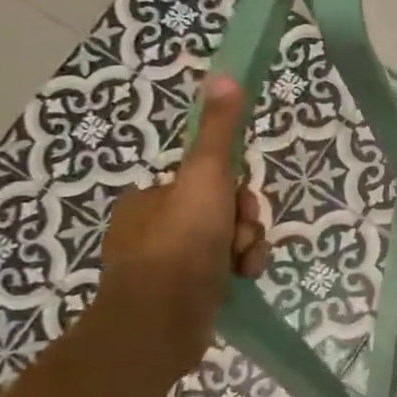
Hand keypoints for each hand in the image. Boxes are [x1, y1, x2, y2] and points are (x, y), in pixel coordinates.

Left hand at [96, 75, 268, 364]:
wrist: (161, 320)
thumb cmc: (182, 242)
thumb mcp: (206, 176)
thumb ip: (219, 130)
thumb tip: (224, 76)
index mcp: (150, 199)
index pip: (209, 181)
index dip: (235, 190)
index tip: (240, 204)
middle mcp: (152, 229)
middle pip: (222, 211)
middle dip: (244, 223)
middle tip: (243, 238)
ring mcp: (164, 266)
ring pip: (227, 242)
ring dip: (247, 248)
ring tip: (244, 265)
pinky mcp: (180, 297)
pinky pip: (222, 272)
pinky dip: (238, 272)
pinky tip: (242, 280)